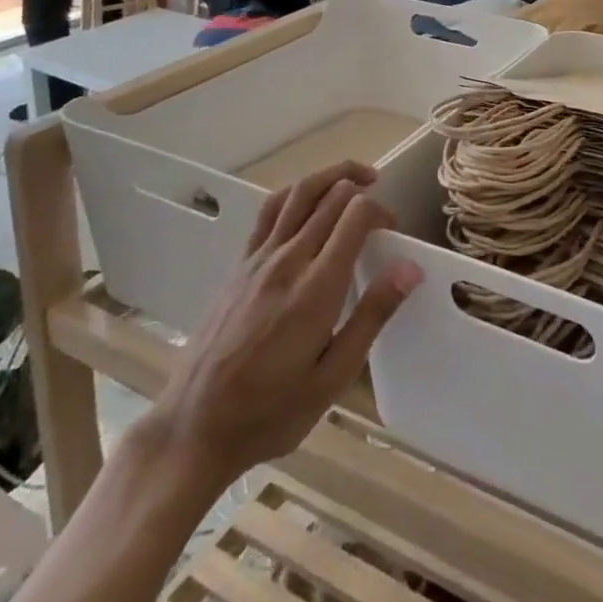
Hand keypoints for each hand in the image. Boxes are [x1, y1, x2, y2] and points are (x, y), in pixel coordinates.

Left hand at [149, 161, 420, 480]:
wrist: (193, 426)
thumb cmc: (271, 411)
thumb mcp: (332, 378)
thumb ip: (372, 316)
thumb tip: (409, 269)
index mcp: (317, 287)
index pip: (356, 215)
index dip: (382, 212)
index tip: (393, 235)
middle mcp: (289, 259)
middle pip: (332, 196)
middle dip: (363, 188)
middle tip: (381, 207)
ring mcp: (260, 257)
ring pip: (300, 192)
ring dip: (332, 175)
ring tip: (356, 178)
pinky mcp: (241, 263)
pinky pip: (270, 209)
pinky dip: (297, 193)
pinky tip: (308, 201)